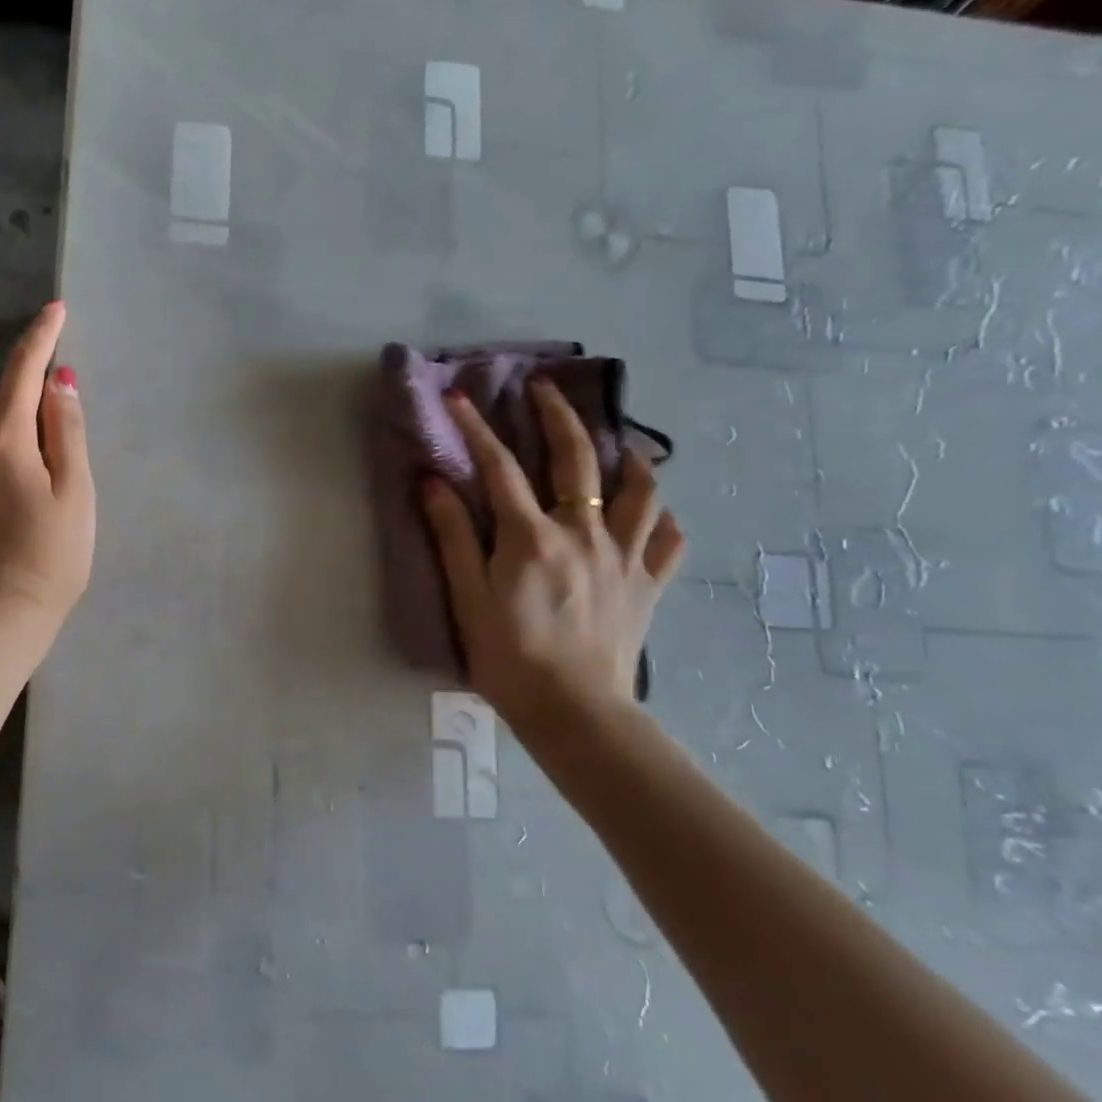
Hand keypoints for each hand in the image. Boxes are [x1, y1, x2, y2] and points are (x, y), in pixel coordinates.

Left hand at [0, 302, 94, 630]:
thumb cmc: (53, 557)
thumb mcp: (77, 492)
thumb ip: (66, 429)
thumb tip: (58, 378)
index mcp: (7, 436)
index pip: (25, 370)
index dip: (42, 337)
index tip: (55, 309)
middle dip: (24, 420)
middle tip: (48, 472)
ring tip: (12, 487)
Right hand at [421, 382, 683, 730]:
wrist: (574, 712)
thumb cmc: (508, 656)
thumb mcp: (467, 597)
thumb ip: (452, 536)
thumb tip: (434, 482)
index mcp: (532, 537)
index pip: (499, 467)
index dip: (477, 428)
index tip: (459, 397)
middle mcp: (584, 533)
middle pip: (578, 459)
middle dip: (559, 415)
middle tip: (544, 389)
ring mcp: (624, 557)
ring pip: (640, 491)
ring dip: (627, 458)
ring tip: (617, 447)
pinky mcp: (648, 584)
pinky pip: (667, 539)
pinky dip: (661, 518)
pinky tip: (650, 514)